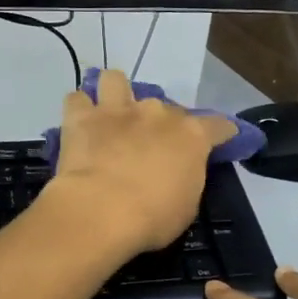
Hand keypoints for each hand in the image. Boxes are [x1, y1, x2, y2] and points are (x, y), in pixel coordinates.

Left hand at [43, 69, 235, 260]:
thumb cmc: (153, 218)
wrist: (102, 211)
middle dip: (160, 124)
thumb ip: (186, 180)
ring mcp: (117, 110)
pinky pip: (77, 99)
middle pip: (165, 107)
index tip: (220, 141)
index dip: (221, 133)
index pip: (218, 125)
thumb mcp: (186, 206)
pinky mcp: (82, 118)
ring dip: (115, 95)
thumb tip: (178, 173)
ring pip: (115, 80)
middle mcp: (157, 113)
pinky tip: (80, 125)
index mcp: (191, 136)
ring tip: (112, 116)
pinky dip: (79, 110)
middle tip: (150, 147)